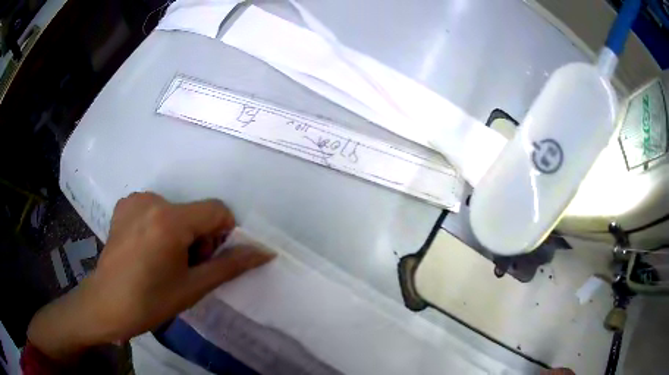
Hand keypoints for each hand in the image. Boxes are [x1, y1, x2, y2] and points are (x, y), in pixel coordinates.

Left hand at [28, 192, 274, 360]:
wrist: (107, 303)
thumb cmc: (151, 301)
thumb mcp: (194, 287)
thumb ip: (231, 265)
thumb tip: (265, 252)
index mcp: (170, 220)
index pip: (217, 210)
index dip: (222, 235)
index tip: (206, 260)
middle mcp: (152, 200)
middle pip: (195, 211)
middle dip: (199, 238)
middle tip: (184, 268)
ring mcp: (135, 200)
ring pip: (176, 210)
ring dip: (179, 233)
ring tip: (163, 260)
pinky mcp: (124, 204)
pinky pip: (155, 209)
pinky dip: (160, 226)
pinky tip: (146, 249)